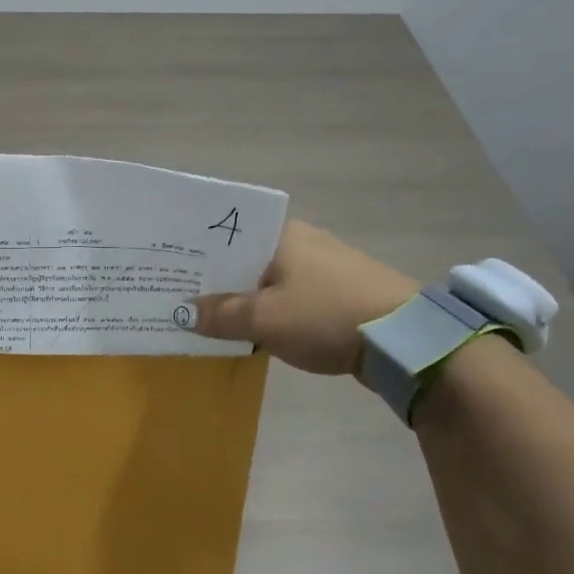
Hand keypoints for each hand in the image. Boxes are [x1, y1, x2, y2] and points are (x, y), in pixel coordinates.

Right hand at [193, 219, 419, 375]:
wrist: (403, 339)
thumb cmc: (325, 315)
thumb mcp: (264, 319)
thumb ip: (220, 315)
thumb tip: (183, 313)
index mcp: (281, 234)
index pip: (226, 235)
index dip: (196, 255)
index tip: (170, 274)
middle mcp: (302, 241)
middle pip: (245, 259)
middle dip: (216, 282)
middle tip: (180, 301)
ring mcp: (323, 267)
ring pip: (267, 280)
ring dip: (243, 300)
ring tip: (209, 320)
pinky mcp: (338, 292)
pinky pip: (289, 297)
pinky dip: (269, 311)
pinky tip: (253, 331)